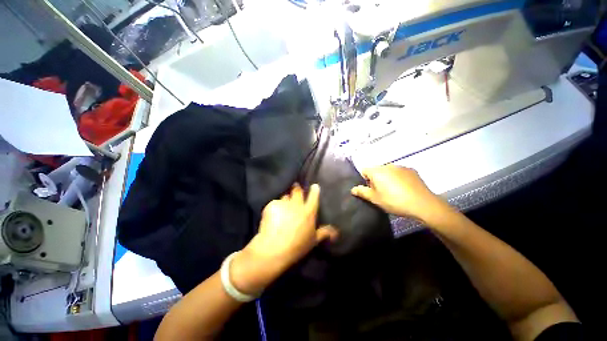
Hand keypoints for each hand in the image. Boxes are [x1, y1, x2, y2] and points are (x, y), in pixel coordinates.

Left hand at [231, 184, 337, 294]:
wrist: (274, 248)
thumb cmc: (297, 246)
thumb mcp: (313, 241)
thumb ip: (324, 233)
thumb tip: (336, 232)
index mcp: (309, 212)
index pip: (314, 197)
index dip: (314, 190)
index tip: (314, 186)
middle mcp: (297, 205)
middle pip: (298, 191)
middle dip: (297, 188)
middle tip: (295, 187)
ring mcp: (284, 203)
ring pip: (285, 197)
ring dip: (285, 200)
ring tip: (283, 206)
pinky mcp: (272, 205)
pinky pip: (274, 203)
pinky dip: (274, 208)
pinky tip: (271, 216)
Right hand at [351, 165, 447, 223]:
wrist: (422, 204)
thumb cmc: (394, 201)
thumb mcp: (375, 199)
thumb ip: (362, 192)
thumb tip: (353, 189)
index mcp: (376, 171)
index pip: (364, 170)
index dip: (364, 180)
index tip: (370, 189)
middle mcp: (387, 165)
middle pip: (376, 170)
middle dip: (376, 179)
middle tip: (381, 192)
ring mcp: (401, 167)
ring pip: (388, 171)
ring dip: (387, 178)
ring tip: (394, 191)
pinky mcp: (411, 170)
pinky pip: (399, 172)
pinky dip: (398, 178)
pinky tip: (404, 189)